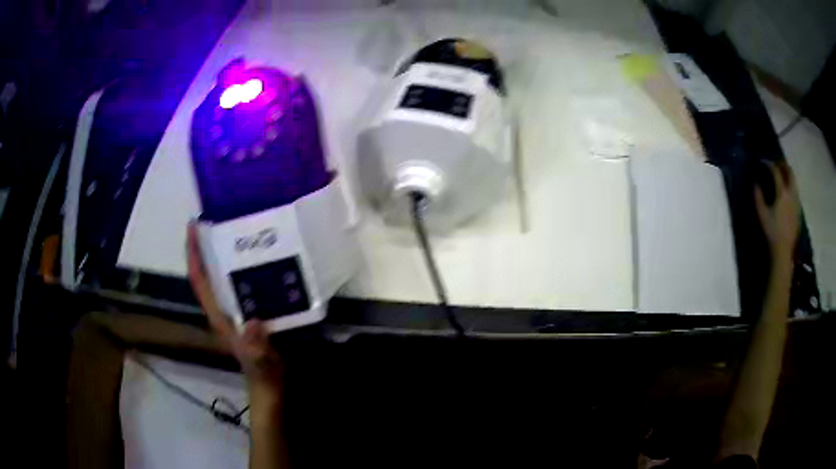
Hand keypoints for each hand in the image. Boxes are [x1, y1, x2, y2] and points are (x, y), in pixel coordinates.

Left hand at [187, 223, 283, 396]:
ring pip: (224, 275)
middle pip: (208, 271)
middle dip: (207, 245)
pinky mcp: (251, 310)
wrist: (271, 384)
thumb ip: (255, 346)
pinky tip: (263, 255)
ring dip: (226, 252)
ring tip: (239, 228)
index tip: (193, 227)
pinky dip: (246, 267)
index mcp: (219, 314)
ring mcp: (236, 309)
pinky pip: (243, 282)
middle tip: (219, 217)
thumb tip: (253, 321)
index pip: (200, 280)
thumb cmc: (263, 372)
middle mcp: (223, 307)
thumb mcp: (260, 361)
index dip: (193, 254)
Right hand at [754, 161, 799, 264]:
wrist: (783, 251)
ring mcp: (796, 202)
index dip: (769, 164)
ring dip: (788, 175)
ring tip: (782, 175)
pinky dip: (791, 186)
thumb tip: (756, 184)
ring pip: (794, 182)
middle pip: (790, 172)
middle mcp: (791, 194)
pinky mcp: (798, 210)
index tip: (763, 162)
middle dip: (783, 165)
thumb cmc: (772, 232)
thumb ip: (758, 197)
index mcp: (782, 193)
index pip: (776, 172)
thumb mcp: (762, 215)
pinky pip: (796, 192)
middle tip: (777, 164)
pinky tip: (787, 192)